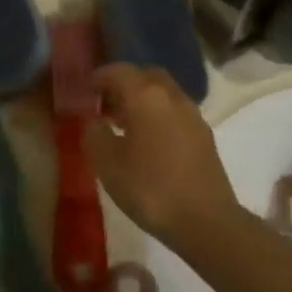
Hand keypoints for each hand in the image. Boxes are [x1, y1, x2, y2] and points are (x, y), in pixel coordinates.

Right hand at [85, 64, 240, 248]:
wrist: (205, 220)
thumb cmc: (150, 189)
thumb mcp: (108, 165)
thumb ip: (94, 135)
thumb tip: (94, 121)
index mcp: (145, 96)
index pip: (119, 71)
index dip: (99, 77)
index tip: (85, 90)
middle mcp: (171, 96)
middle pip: (145, 75)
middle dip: (124, 84)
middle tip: (105, 105)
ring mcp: (192, 113)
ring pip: (163, 92)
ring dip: (142, 99)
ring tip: (124, 125)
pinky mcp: (204, 134)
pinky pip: (175, 111)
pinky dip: (158, 114)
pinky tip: (149, 141)